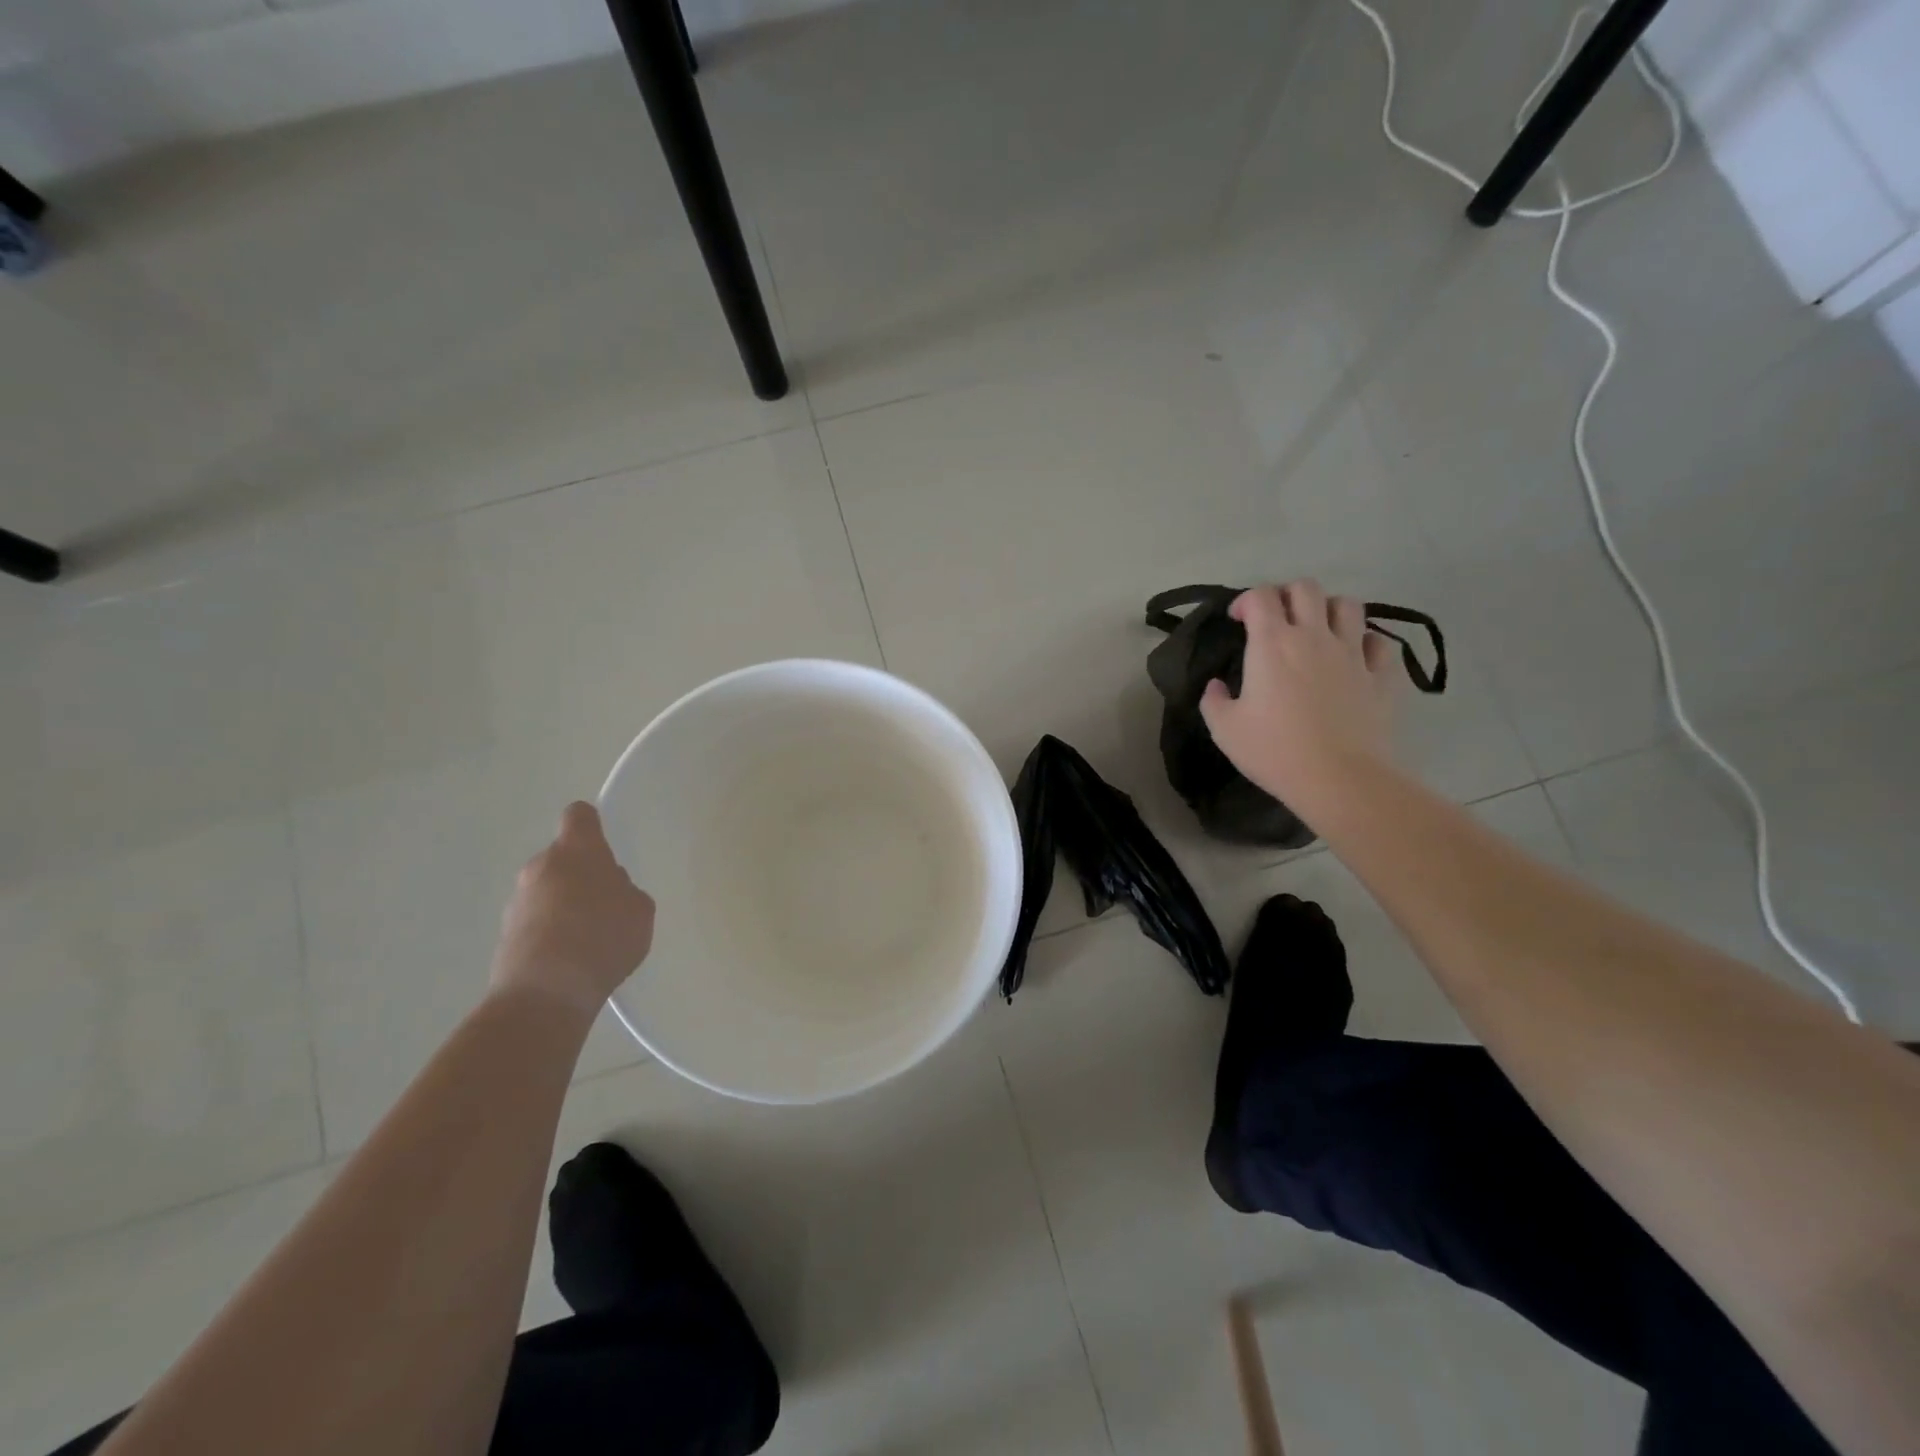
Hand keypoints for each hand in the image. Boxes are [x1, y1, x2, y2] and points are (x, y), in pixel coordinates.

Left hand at [490, 802, 655, 1014]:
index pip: (579, 816)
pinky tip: (570, 960)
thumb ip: (624, 890)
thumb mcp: (639, 909)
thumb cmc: (603, 936)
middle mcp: (540, 866)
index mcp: (577, 850)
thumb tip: (606, 891)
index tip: (603, 846)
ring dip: (564, 906)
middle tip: (605, 904)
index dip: (592, 826)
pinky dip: (550, 933)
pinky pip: (535, 922)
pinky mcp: (504, 934)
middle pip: (562, 858)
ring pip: (547, 891)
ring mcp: (517, 901)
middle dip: (581, 875)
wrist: (546, 992)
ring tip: (588, 940)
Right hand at [1199, 582, 1402, 805]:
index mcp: (1272, 644)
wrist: (1338, 779)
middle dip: (1287, 594)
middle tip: (1277, 618)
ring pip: (1348, 605)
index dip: (1245, 600)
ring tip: (1319, 630)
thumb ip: (1213, 701)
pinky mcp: (1382, 676)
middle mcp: (1314, 637)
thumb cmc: (1274, 751)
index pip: (1260, 597)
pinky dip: (1366, 642)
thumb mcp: (1225, 730)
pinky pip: (1380, 642)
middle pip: (1306, 588)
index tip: (1237, 619)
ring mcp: (1353, 654)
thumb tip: (1216, 686)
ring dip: (1329, 609)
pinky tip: (1355, 657)